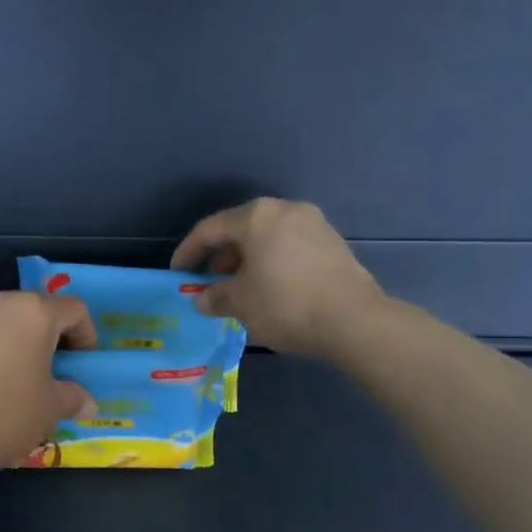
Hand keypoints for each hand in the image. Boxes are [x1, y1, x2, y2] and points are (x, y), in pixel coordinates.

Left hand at [0, 292, 97, 476]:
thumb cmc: (0, 416)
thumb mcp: (48, 410)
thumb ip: (73, 398)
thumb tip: (86, 401)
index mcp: (34, 312)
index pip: (74, 311)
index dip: (86, 337)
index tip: (82, 367)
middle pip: (36, 310)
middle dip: (50, 337)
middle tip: (53, 373)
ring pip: (3, 318)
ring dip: (17, 339)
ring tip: (16, 375)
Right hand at [171, 198, 387, 359]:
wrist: (354, 321)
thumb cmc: (285, 304)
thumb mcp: (240, 304)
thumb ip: (214, 297)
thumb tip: (201, 299)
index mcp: (257, 216)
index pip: (210, 229)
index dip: (188, 252)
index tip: (177, 273)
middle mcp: (285, 210)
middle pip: (241, 228)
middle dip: (220, 255)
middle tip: (208, 281)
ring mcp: (314, 224)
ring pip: (267, 237)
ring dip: (246, 260)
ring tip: (238, 288)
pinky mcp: (333, 244)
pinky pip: (289, 247)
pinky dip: (271, 262)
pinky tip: (269, 288)